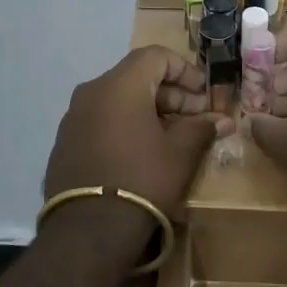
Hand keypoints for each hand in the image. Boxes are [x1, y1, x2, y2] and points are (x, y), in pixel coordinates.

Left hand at [42, 47, 224, 238]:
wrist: (88, 231)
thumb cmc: (142, 180)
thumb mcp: (180, 154)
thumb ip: (201, 129)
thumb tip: (222, 120)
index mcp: (119, 84)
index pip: (155, 56)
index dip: (185, 69)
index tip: (203, 94)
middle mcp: (91, 91)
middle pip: (136, 77)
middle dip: (170, 93)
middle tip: (195, 118)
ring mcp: (73, 117)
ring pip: (117, 99)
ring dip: (148, 110)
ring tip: (172, 137)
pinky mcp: (65, 142)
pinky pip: (100, 120)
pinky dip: (124, 125)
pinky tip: (141, 152)